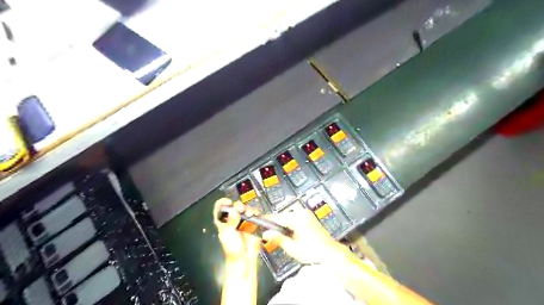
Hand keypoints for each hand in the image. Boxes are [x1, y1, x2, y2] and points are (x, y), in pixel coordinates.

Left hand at [213, 200, 262, 259]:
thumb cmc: (232, 248)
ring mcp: (243, 220)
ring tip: (249, 213)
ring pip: (245, 208)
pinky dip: (255, 211)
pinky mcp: (253, 222)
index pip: (220, 208)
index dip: (223, 203)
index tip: (228, 202)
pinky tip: (254, 214)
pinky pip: (255, 213)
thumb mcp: (228, 234)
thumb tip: (233, 211)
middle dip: (238, 205)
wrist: (245, 257)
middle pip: (235, 206)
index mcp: (223, 221)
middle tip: (240, 208)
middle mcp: (233, 219)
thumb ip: (230, 222)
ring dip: (247, 208)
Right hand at [262, 207, 347, 265]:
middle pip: (282, 216)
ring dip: (283, 224)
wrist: (330, 252)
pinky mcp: (308, 216)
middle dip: (275, 225)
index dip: (266, 220)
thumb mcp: (293, 248)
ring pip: (288, 216)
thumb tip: (266, 233)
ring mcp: (306, 213)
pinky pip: (294, 217)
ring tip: (283, 237)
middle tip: (270, 235)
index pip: (276, 217)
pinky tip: (291, 233)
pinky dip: (290, 223)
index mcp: (297, 219)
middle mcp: (302, 213)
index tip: (258, 221)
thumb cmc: (314, 252)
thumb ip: (278, 239)